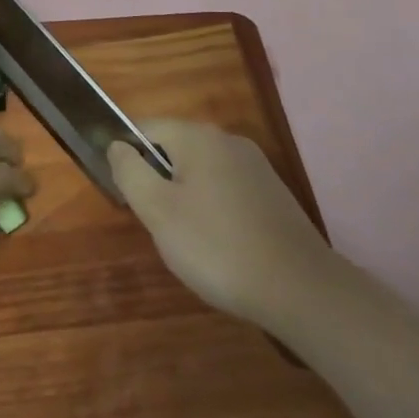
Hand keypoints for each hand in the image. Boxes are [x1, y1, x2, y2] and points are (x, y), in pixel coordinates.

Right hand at [108, 119, 337, 326]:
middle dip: (158, 181)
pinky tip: (220, 245)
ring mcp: (255, 165)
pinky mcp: (272, 193)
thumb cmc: (217, 246)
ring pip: (200, 171)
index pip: (145, 128)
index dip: (126, 156)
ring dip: (185, 197)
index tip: (126, 195)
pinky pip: (226, 189)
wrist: (301, 289)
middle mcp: (227, 139)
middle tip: (156, 224)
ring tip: (187, 240)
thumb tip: (117, 145)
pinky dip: (213, 210)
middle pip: (174, 149)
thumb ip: (129, 171)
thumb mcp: (157, 210)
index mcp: (197, 135)